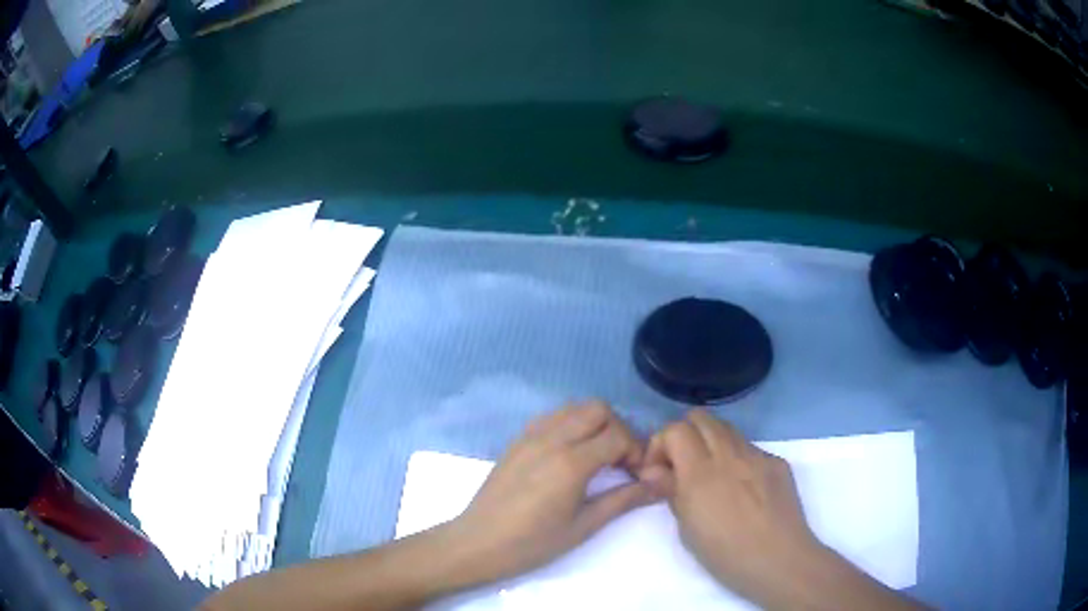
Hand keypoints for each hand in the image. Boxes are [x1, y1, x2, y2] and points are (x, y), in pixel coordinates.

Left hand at [448, 401, 655, 583]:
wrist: (479, 543)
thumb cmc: (533, 543)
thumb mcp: (584, 526)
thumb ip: (625, 499)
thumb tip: (662, 484)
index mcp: (571, 462)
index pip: (618, 434)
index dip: (636, 450)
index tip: (637, 474)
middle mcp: (552, 438)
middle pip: (598, 409)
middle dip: (618, 429)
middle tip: (620, 461)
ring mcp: (530, 435)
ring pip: (574, 408)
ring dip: (594, 424)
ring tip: (597, 456)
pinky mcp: (517, 440)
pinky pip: (552, 417)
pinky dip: (570, 425)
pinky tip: (569, 454)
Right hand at [639, 409, 823, 605]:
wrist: (779, 560)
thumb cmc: (725, 554)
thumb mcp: (686, 529)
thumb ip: (670, 491)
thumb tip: (653, 471)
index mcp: (701, 472)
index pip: (675, 430)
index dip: (660, 445)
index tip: (659, 472)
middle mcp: (730, 454)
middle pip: (700, 417)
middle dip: (684, 435)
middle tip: (681, 466)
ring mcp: (757, 455)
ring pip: (727, 429)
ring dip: (711, 443)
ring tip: (710, 474)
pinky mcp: (776, 462)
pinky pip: (750, 448)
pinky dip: (736, 458)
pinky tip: (741, 488)